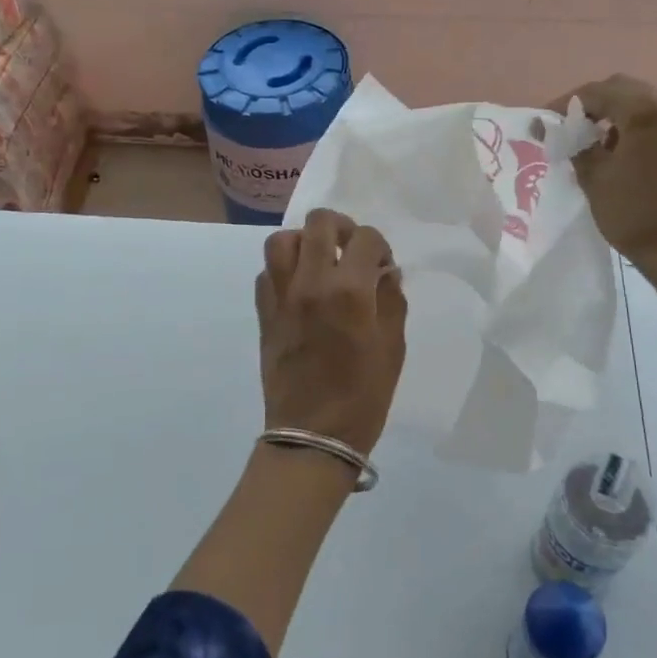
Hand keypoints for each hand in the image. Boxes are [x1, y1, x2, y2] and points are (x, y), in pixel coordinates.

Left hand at [256, 209, 407, 455]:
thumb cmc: (363, 396)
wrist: (313, 435)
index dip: (380, 246)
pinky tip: (299, 288)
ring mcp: (281, 296)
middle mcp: (310, 283)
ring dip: (304, 242)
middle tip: (351, 250)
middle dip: (341, 228)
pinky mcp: (263, 313)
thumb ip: (392, 301)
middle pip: (319, 223)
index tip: (383, 267)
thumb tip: (386, 273)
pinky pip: (266, 272)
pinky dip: (283, 269)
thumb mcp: (393, 348)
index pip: (366, 238)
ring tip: (319, 261)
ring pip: (282, 240)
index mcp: (349, 291)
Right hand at [552, 76, 656, 306]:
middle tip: (572, 128)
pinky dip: (642, 129)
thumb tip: (565, 132)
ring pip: (649, 105)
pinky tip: (629, 156)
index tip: (547, 121)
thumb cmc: (635, 215)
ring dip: (621, 115)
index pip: (598, 91)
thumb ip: (577, 146)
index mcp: (646, 111)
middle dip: (596, 104)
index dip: (567, 103)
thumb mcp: (594, 179)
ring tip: (599, 143)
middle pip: (627, 90)